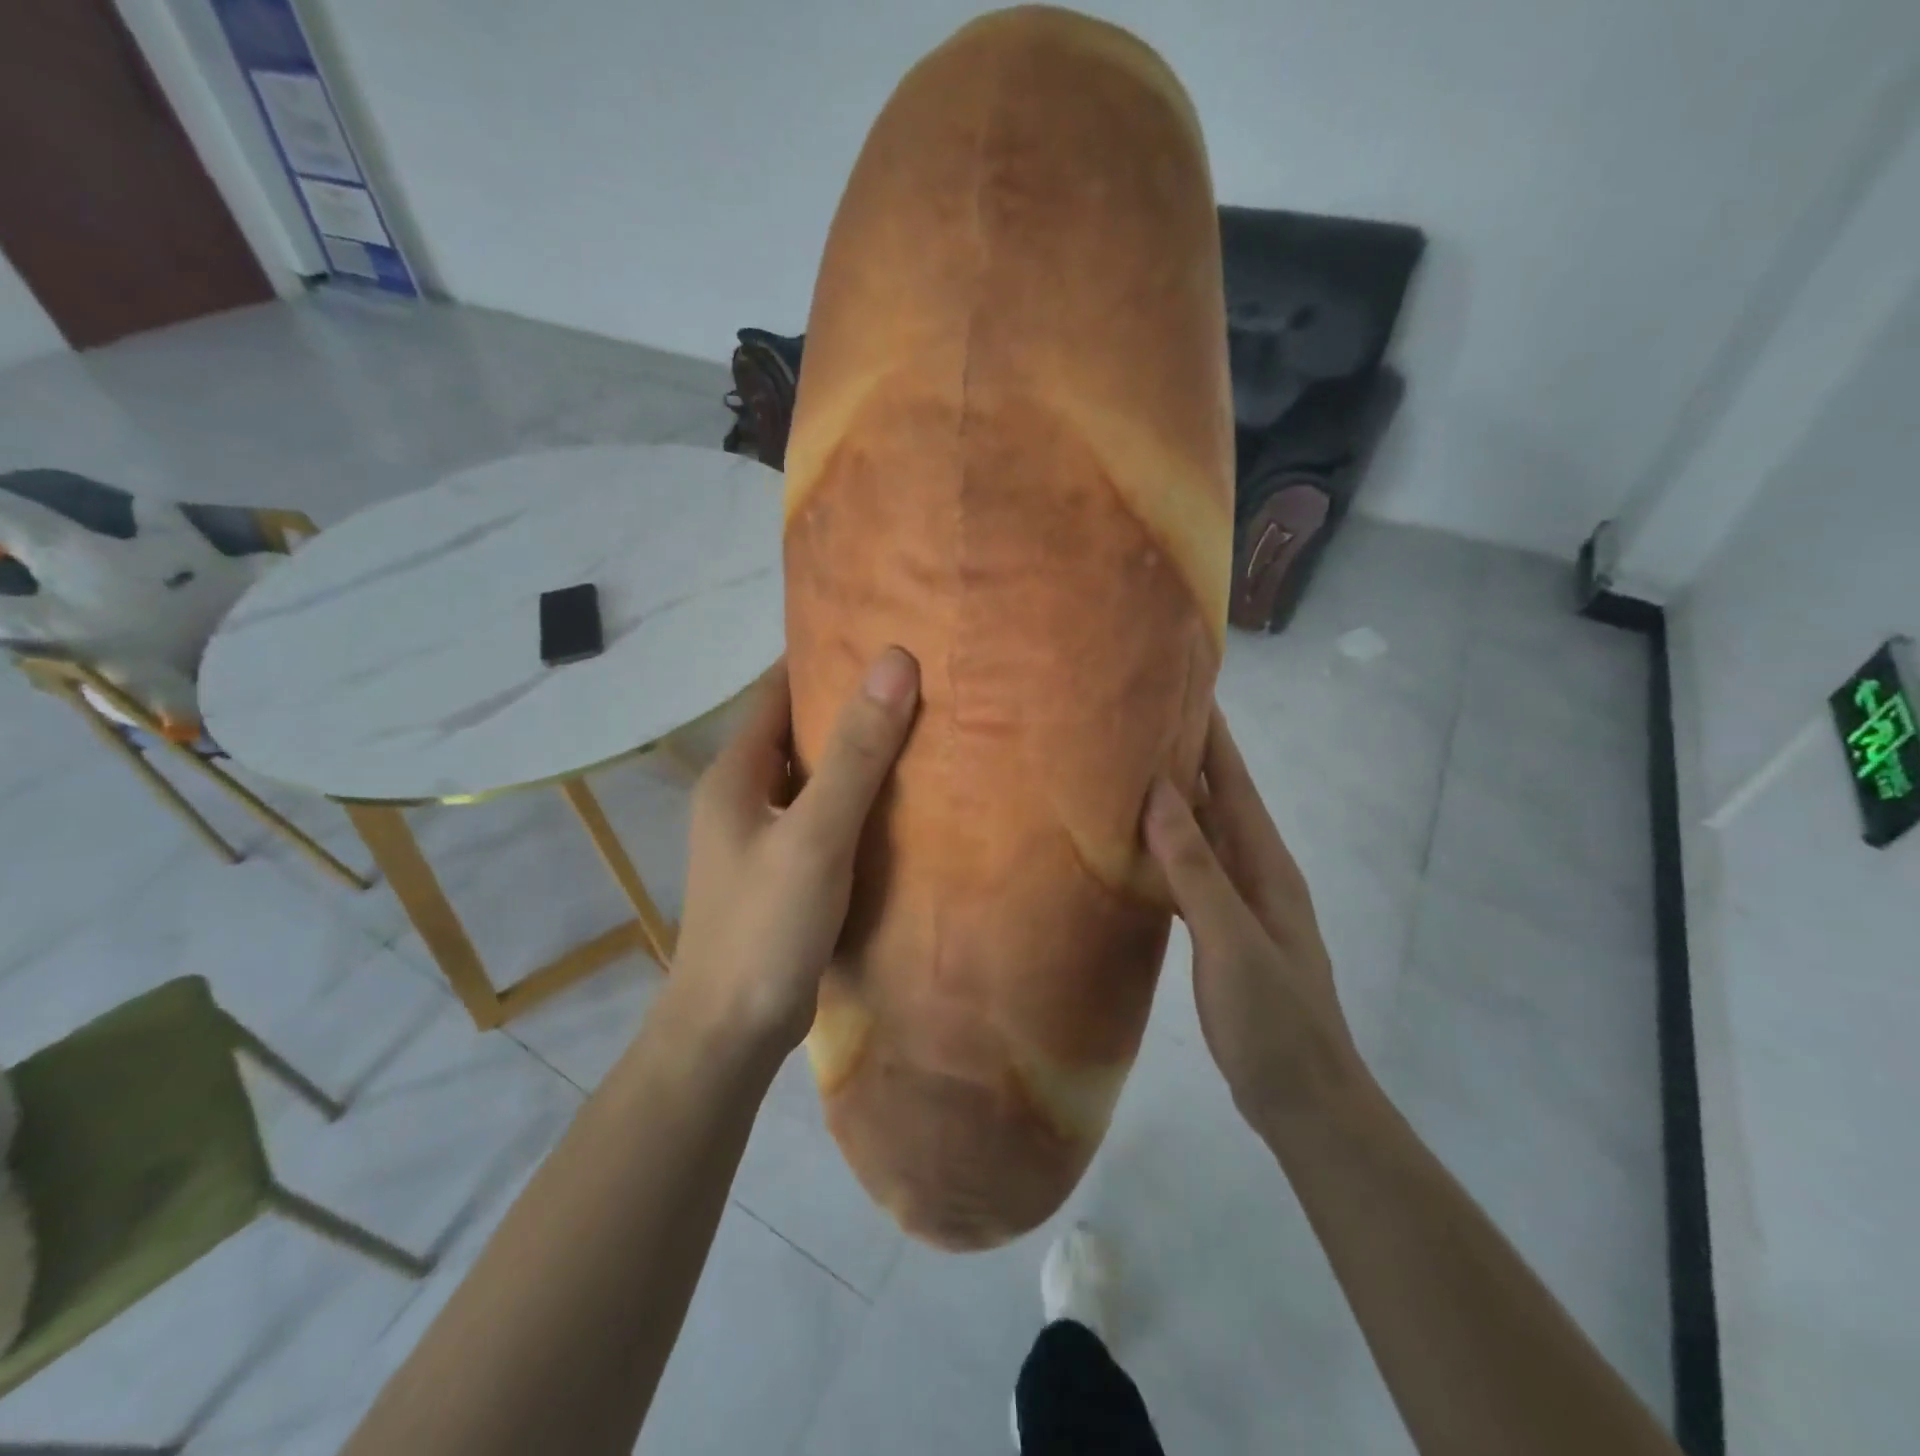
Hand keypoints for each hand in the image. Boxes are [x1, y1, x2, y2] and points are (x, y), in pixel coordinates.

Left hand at [667, 648, 919, 1059]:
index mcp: (735, 773)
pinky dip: (854, 799)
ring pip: (811, 775)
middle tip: (914, 680)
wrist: (730, 1032)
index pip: (776, 689)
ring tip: (918, 730)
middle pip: (796, 730)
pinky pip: (820, 815)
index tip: (879, 635)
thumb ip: (857, 753)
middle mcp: (741, 795)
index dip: (822, 656)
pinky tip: (898, 802)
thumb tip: (895, 662)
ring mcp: (758, 836)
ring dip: (854, 753)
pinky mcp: (780, 870)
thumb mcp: (817, 834)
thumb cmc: (766, 926)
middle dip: (847, 703)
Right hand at [1143, 705, 1361, 1125]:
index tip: (1185, 688)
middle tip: (1138, 721)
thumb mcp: (1232, 941)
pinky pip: (1190, 874)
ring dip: (1174, 803)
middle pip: (1219, 802)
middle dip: (1187, 758)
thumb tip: (1160, 795)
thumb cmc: (1273, 1019)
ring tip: (1128, 772)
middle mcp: (1256, 873)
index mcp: (1266, 866)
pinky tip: (1136, 850)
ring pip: (1202, 837)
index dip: (1215, 736)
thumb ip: (1196, 870)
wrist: (1304, 1100)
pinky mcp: (1222, 931)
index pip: (1236, 784)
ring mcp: (1241, 904)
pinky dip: (1165, 852)